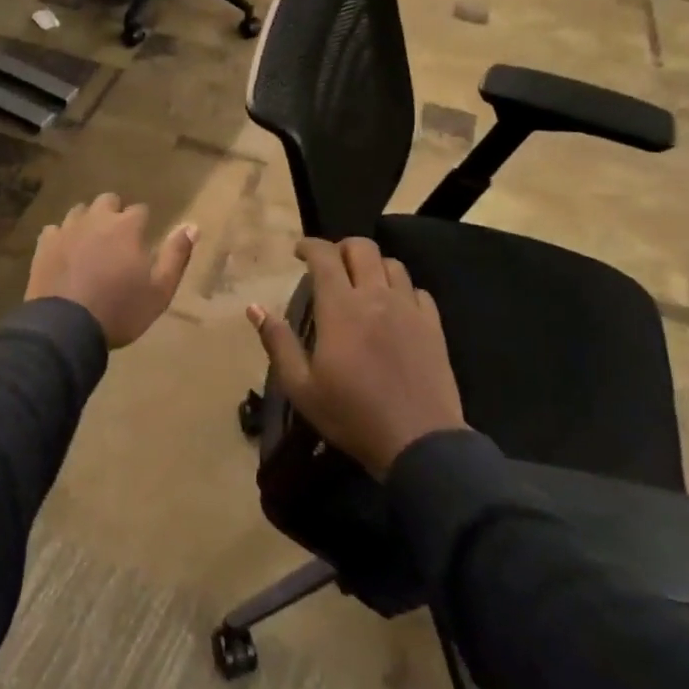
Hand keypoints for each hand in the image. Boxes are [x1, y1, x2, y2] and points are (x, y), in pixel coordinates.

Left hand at [27, 194, 196, 348]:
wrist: (66, 328)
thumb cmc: (120, 310)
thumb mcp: (160, 290)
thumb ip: (176, 256)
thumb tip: (193, 226)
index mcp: (127, 227)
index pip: (140, 210)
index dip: (143, 224)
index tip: (143, 240)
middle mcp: (96, 219)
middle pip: (108, 201)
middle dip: (115, 213)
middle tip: (118, 239)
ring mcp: (67, 229)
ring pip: (80, 211)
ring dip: (88, 221)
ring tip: (91, 244)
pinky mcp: (44, 244)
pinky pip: (55, 230)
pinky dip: (62, 237)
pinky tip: (65, 254)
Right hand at [247, 237, 464, 477]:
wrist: (419, 442)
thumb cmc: (352, 415)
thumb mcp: (301, 387)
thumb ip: (277, 342)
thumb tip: (254, 308)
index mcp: (340, 308)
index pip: (324, 256)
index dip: (309, 245)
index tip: (298, 252)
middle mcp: (376, 297)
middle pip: (362, 248)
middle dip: (341, 248)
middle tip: (330, 265)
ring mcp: (409, 309)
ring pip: (392, 265)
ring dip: (373, 266)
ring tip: (362, 284)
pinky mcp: (433, 326)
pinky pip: (417, 290)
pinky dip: (401, 289)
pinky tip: (394, 307)